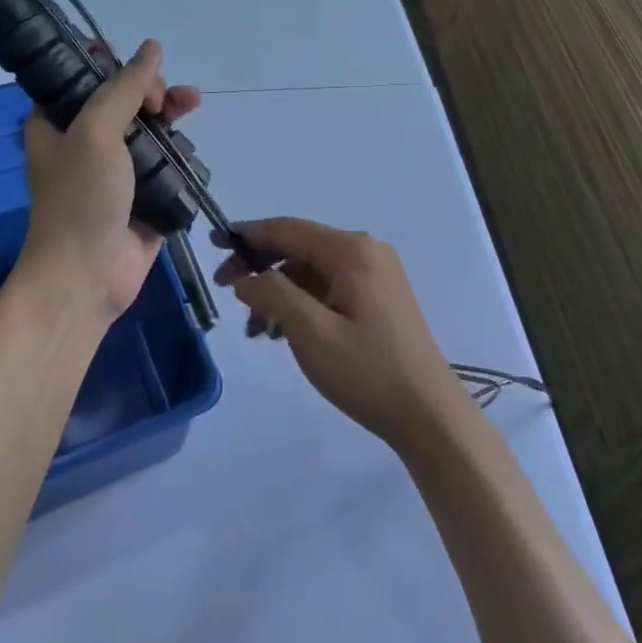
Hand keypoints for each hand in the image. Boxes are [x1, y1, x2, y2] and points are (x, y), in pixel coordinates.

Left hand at [17, 39, 200, 327]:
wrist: (87, 274)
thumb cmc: (81, 197)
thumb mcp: (96, 132)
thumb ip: (124, 87)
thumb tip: (152, 47)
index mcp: (57, 122)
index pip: (84, 77)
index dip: (113, 65)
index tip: (137, 69)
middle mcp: (84, 141)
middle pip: (124, 99)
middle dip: (151, 89)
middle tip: (165, 99)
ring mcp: (115, 169)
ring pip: (149, 128)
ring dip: (170, 114)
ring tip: (192, 105)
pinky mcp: (143, 193)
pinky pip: (164, 161)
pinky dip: (179, 151)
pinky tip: (191, 146)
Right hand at [215, 218, 470, 453]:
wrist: (428, 413)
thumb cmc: (367, 371)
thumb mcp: (311, 333)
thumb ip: (272, 295)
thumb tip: (245, 276)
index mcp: (351, 250)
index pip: (288, 229)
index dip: (248, 235)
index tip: (213, 243)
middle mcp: (365, 251)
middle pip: (299, 247)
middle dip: (260, 267)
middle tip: (226, 290)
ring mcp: (376, 273)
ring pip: (312, 270)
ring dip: (279, 291)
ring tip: (255, 330)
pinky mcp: (379, 296)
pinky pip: (329, 287)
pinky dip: (302, 302)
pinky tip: (282, 332)